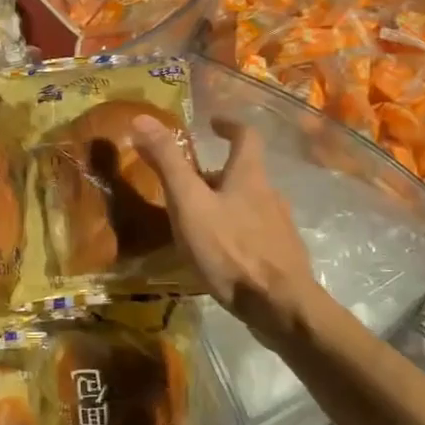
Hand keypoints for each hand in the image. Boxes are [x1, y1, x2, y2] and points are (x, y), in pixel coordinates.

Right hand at [131, 115, 322, 337]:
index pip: (246, 136)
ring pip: (250, 205)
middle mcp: (270, 195)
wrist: (280, 306)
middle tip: (187, 183)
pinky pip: (255, 233)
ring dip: (225, 204)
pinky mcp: (281, 256)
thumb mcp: (189, 203)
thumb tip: (142, 118)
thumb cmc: (230, 249)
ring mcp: (279, 228)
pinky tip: (219, 254)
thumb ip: (167, 162)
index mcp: (249, 177)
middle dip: (217, 173)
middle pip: (245, 173)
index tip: (212, 124)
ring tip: (197, 221)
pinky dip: (235, 232)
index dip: (229, 126)